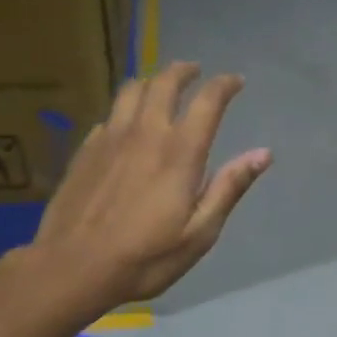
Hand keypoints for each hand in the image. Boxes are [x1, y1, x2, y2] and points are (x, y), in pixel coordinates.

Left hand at [27, 61, 270, 305]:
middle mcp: (145, 133)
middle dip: (184, 71)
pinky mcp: (86, 149)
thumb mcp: (199, 233)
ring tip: (160, 86)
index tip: (236, 81)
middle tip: (195, 71)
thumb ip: (229, 188)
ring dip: (152, 81)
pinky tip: (126, 124)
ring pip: (131, 90)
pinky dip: (125, 109)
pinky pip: (109, 114)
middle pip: (165, 82)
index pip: (208, 101)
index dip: (225, 85)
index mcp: (179, 152)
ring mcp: (110, 137)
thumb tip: (263, 154)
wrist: (73, 266)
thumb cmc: (145, 257)